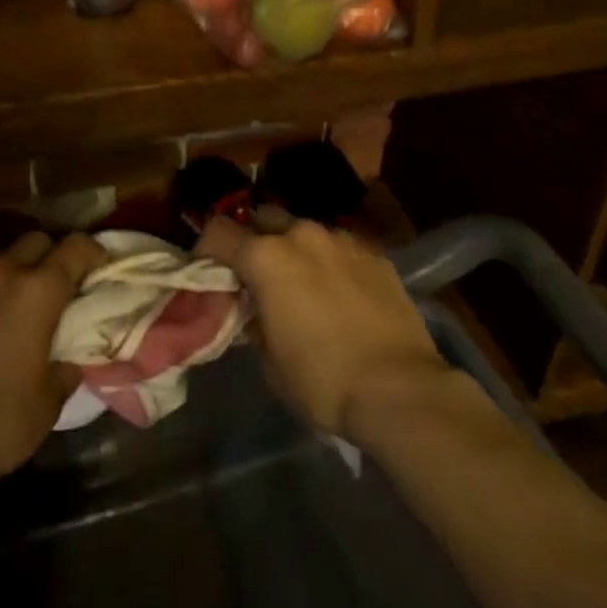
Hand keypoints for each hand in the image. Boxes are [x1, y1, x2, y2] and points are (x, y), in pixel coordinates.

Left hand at [0, 232, 107, 496]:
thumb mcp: (47, 405)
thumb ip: (63, 372)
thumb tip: (68, 362)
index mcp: (38, 292)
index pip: (76, 248)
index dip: (91, 251)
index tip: (97, 264)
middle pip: (32, 241)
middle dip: (46, 256)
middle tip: (47, 286)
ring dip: (0, 276)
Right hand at [197, 217, 449, 440]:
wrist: (400, 389)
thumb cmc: (323, 381)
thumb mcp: (270, 362)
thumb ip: (254, 322)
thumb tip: (255, 310)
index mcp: (266, 257)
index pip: (219, 232)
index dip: (207, 249)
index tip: (208, 271)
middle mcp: (301, 235)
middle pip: (262, 218)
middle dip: (253, 239)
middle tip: (255, 273)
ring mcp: (342, 240)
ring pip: (304, 230)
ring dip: (294, 249)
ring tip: (302, 283)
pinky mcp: (375, 254)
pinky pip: (339, 247)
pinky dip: (330, 262)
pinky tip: (340, 293)